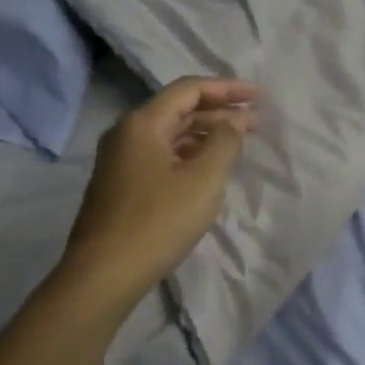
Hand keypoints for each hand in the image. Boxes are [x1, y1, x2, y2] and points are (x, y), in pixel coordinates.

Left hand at [61, 76, 258, 301]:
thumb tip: (232, 123)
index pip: (189, 89)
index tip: (260, 97)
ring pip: (171, 135)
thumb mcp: (203, 180)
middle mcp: (126, 134)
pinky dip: (190, 154)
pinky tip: (209, 168)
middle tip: (258, 122)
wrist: (104, 275)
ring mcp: (120, 161)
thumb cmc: (158, 222)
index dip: (228, 89)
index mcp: (142, 123)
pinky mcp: (122, 186)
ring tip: (240, 143)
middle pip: (179, 110)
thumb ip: (225, 142)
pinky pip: (162, 156)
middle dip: (220, 112)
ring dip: (206, 134)